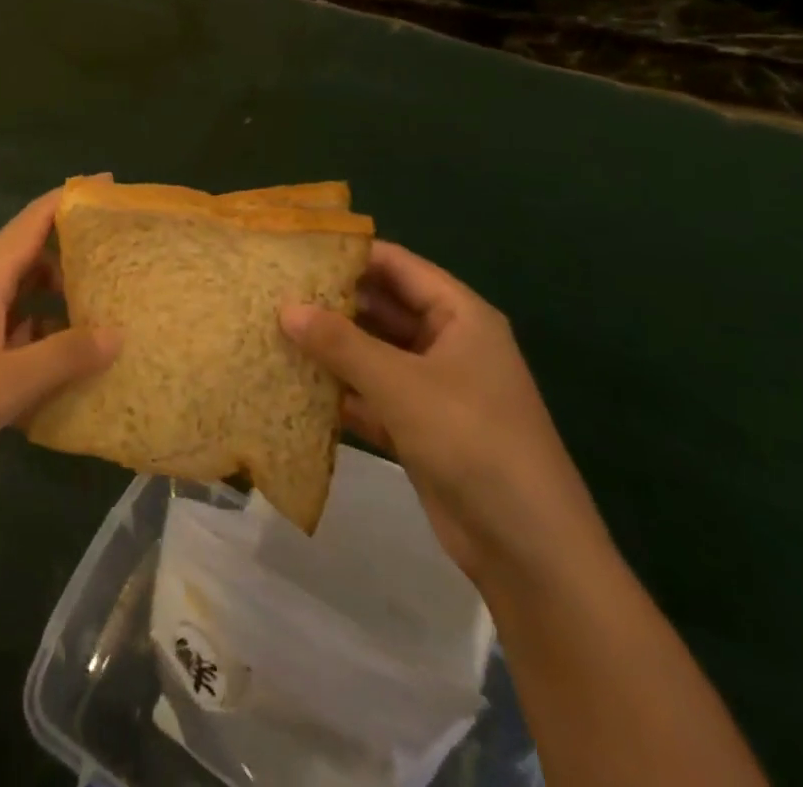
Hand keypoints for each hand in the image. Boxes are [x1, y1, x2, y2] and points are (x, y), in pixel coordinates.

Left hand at [0, 190, 119, 510]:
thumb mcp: (6, 381)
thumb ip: (64, 357)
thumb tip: (118, 332)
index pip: (33, 222)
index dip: (70, 198)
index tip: (110, 184)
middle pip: (32, 260)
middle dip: (75, 256)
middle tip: (122, 265)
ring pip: (24, 305)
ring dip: (60, 307)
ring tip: (108, 320)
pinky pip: (13, 345)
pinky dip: (41, 350)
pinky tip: (69, 376)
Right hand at [279, 242, 607, 587]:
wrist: (529, 551)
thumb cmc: (472, 441)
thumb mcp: (401, 385)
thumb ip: (341, 343)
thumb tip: (285, 308)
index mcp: (459, 315)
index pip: (396, 265)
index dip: (348, 254)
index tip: (295, 252)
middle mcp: (447, 342)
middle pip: (382, 307)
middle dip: (332, 302)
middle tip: (273, 293)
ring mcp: (433, 387)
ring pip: (373, 353)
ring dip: (331, 348)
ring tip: (274, 331)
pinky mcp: (420, 427)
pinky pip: (372, 395)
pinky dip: (340, 391)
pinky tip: (295, 385)